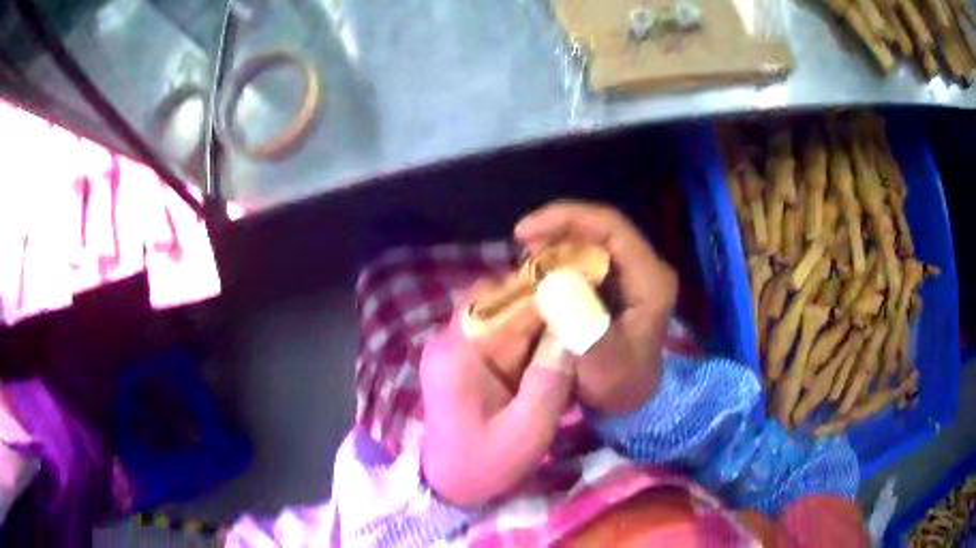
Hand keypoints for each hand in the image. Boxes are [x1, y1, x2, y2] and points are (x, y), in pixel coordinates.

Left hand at [420, 285, 573, 507]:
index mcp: (458, 353)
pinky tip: (550, 353)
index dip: (537, 288)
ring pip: (500, 314)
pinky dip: (525, 338)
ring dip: (535, 320)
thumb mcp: (527, 430)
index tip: (577, 289)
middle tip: (580, 310)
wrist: (450, 484)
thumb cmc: (486, 463)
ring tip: (570, 331)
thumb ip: (550, 379)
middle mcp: (448, 340)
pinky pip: (497, 333)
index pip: (496, 297)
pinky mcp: (461, 359)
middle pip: (497, 300)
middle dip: (540, 302)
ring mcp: (452, 348)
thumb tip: (574, 329)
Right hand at [515, 201, 677, 413]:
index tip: (523, 233)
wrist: (631, 400)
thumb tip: (551, 284)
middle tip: (519, 247)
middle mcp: (642, 268)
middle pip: (598, 228)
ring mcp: (629, 274)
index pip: (611, 227)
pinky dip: (557, 261)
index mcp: (649, 279)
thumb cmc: (620, 385)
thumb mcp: (603, 367)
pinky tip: (536, 275)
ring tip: (523, 262)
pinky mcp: (615, 283)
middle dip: (555, 230)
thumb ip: (583, 329)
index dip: (566, 218)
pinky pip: (583, 258)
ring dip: (553, 245)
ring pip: (589, 241)